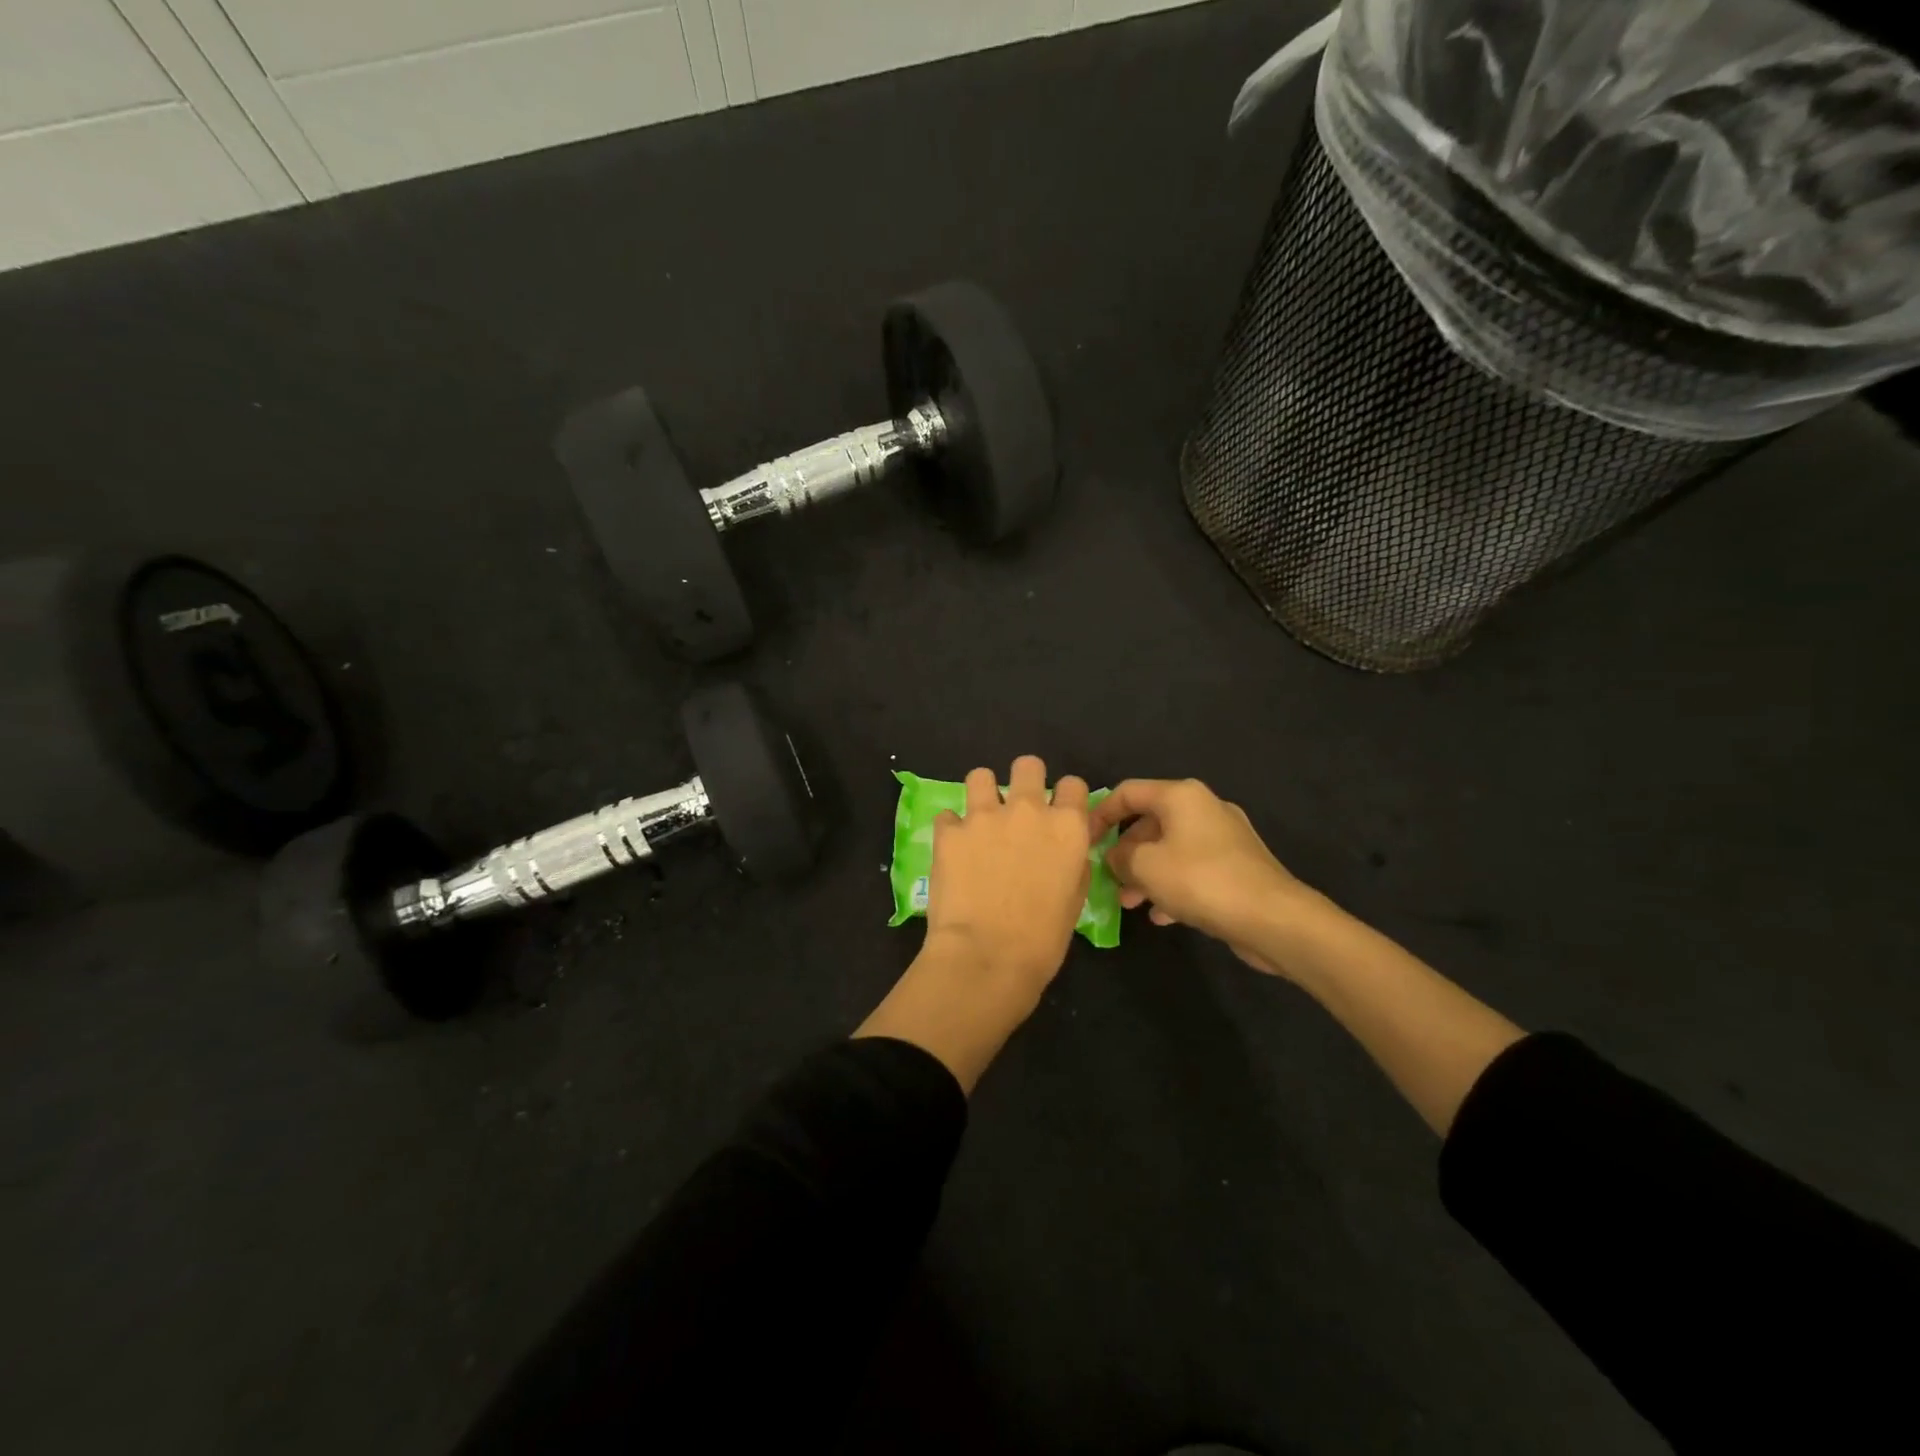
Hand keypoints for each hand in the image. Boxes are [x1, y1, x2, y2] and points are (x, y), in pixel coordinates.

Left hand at [856, 756, 1090, 1091]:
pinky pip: (947, 815)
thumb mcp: (1074, 898)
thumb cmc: (1042, 939)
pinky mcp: (949, 831)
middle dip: (1025, 780)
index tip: (1057, 813)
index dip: (1065, 797)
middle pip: (1028, 765)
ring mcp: (984, 816)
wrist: (987, 956)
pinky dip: (951, 829)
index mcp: (1066, 826)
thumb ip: (1072, 860)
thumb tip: (1065, 847)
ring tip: (979, 820)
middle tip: (1017, 809)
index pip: (1073, 784)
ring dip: (982, 794)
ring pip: (981, 776)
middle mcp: (1028, 810)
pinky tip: (953, 850)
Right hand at [1087, 778, 1324, 976]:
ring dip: (1146, 873)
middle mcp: (1204, 807)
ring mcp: (1225, 837)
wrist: (1273, 918)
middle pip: (1150, 821)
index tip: (1083, 841)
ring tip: (1129, 903)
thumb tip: (1115, 857)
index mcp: (1181, 796)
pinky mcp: (1238, 865)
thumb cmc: (1200, 881)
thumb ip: (1119, 857)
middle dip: (1124, 851)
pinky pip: (1193, 869)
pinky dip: (1173, 886)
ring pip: (1171, 848)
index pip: (1127, 792)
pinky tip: (1161, 915)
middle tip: (1108, 879)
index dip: (1099, 814)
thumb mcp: (1144, 867)